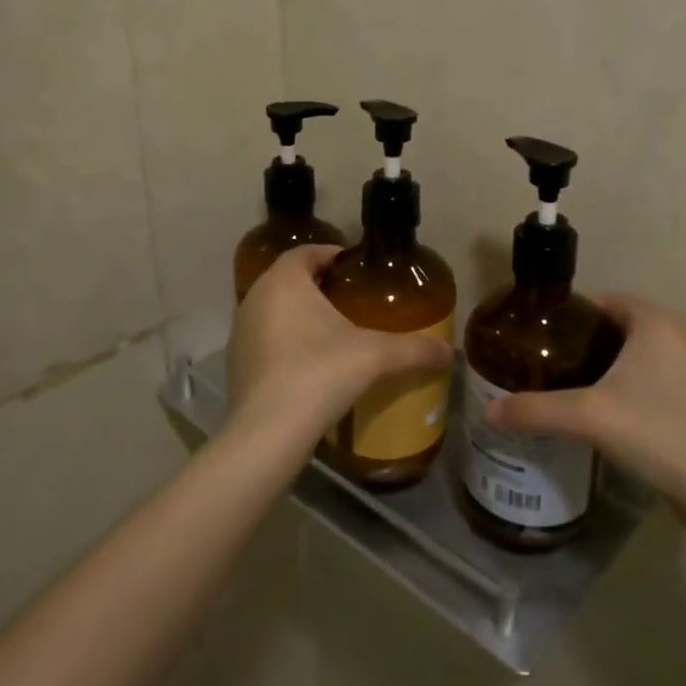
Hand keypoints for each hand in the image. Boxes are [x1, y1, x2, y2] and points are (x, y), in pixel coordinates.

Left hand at [225, 245, 453, 458]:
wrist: (267, 433)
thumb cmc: (319, 374)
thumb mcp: (375, 356)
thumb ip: (414, 349)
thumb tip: (450, 353)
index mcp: (283, 281)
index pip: (306, 252)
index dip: (332, 255)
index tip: (356, 268)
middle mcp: (254, 298)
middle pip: (289, 280)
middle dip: (318, 286)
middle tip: (351, 300)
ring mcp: (240, 333)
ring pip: (274, 311)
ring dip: (299, 316)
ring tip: (333, 333)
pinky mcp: (235, 365)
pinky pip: (265, 341)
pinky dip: (285, 344)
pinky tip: (310, 366)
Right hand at [484, 295, 685, 510]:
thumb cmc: (655, 431)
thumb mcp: (587, 416)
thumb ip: (535, 410)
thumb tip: (489, 411)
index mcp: (655, 322)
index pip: (604, 301)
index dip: (570, 315)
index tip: (539, 335)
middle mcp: (677, 335)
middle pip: (617, 327)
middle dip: (582, 342)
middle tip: (546, 362)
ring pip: (635, 353)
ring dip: (604, 365)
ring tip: (566, 385)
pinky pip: (650, 376)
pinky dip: (625, 384)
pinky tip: (601, 409)